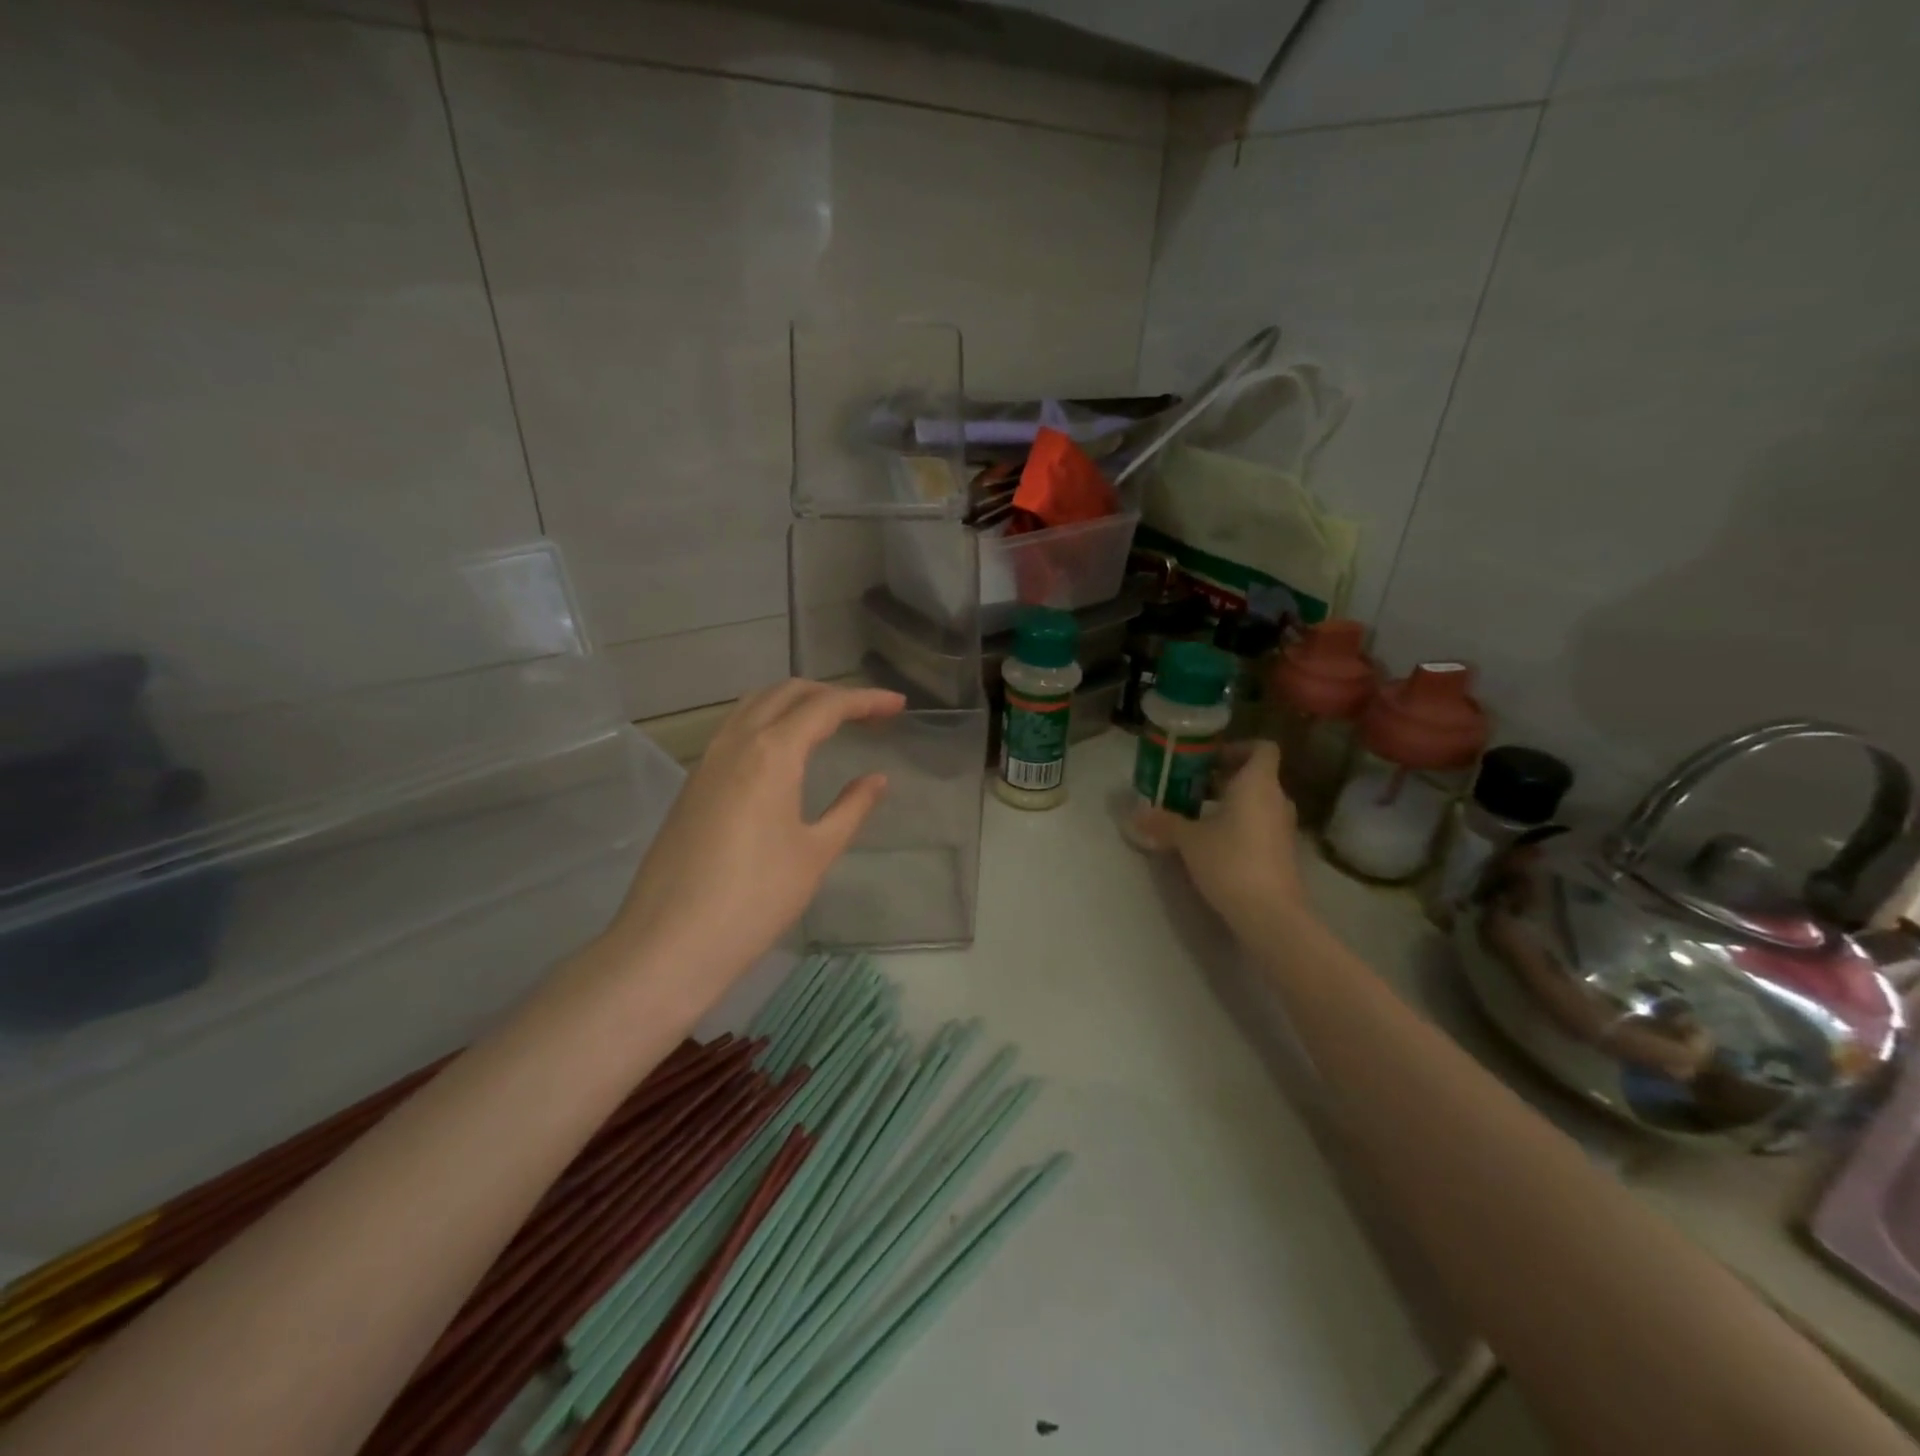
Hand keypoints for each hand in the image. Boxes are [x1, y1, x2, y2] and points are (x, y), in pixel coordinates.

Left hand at [601, 680, 904, 1004]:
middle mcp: (736, 742)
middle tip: (867, 713)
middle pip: (786, 693)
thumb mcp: (816, 853)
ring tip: (829, 723)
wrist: (670, 943)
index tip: (898, 704)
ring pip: (754, 706)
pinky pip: (734, 730)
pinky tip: (783, 753)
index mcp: (772, 752)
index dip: (866, 700)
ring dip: (794, 702)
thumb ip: (851, 808)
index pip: (825, 706)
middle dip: (830, 693)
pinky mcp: (693, 784)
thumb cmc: (756, 899)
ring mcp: (707, 761)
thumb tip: (876, 780)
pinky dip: (767, 722)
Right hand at [1130, 740, 1314, 935]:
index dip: (1237, 748)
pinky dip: (1240, 827)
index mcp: (1257, 783)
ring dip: (1231, 805)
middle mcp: (1277, 800)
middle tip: (1192, 788)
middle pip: (1256, 776)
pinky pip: (1261, 826)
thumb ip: (1164, 822)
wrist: (1270, 913)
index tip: (1209, 761)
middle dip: (1225, 779)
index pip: (1262, 748)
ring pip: (1258, 803)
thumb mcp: (1189, 840)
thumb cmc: (1230, 861)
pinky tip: (1214, 845)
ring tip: (1198, 817)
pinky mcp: (1283, 853)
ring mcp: (1284, 828)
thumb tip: (1135, 814)